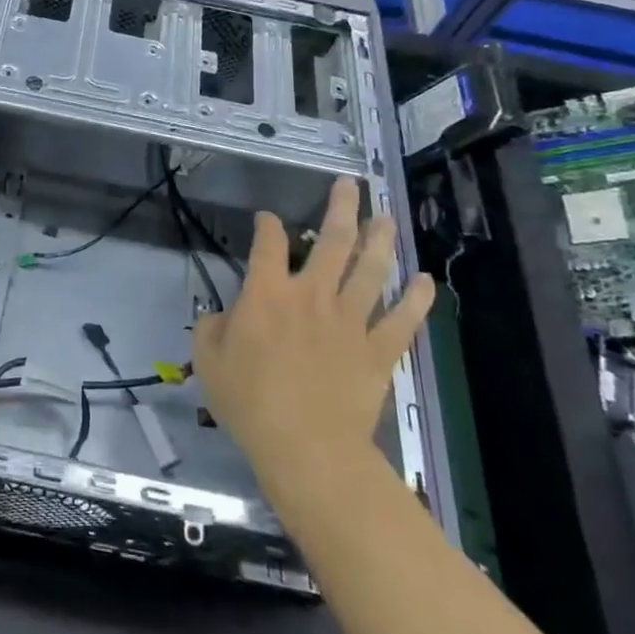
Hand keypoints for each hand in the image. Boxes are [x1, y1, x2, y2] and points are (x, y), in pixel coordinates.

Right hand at [193, 178, 433, 497]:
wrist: (306, 447)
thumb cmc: (249, 402)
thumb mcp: (209, 361)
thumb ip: (212, 328)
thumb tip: (223, 314)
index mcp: (268, 294)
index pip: (268, 243)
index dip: (267, 225)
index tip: (267, 218)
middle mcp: (312, 296)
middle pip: (332, 241)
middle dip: (342, 208)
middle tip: (351, 186)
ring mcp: (350, 321)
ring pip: (371, 270)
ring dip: (381, 240)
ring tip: (387, 218)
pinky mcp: (378, 350)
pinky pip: (402, 320)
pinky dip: (416, 299)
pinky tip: (425, 281)